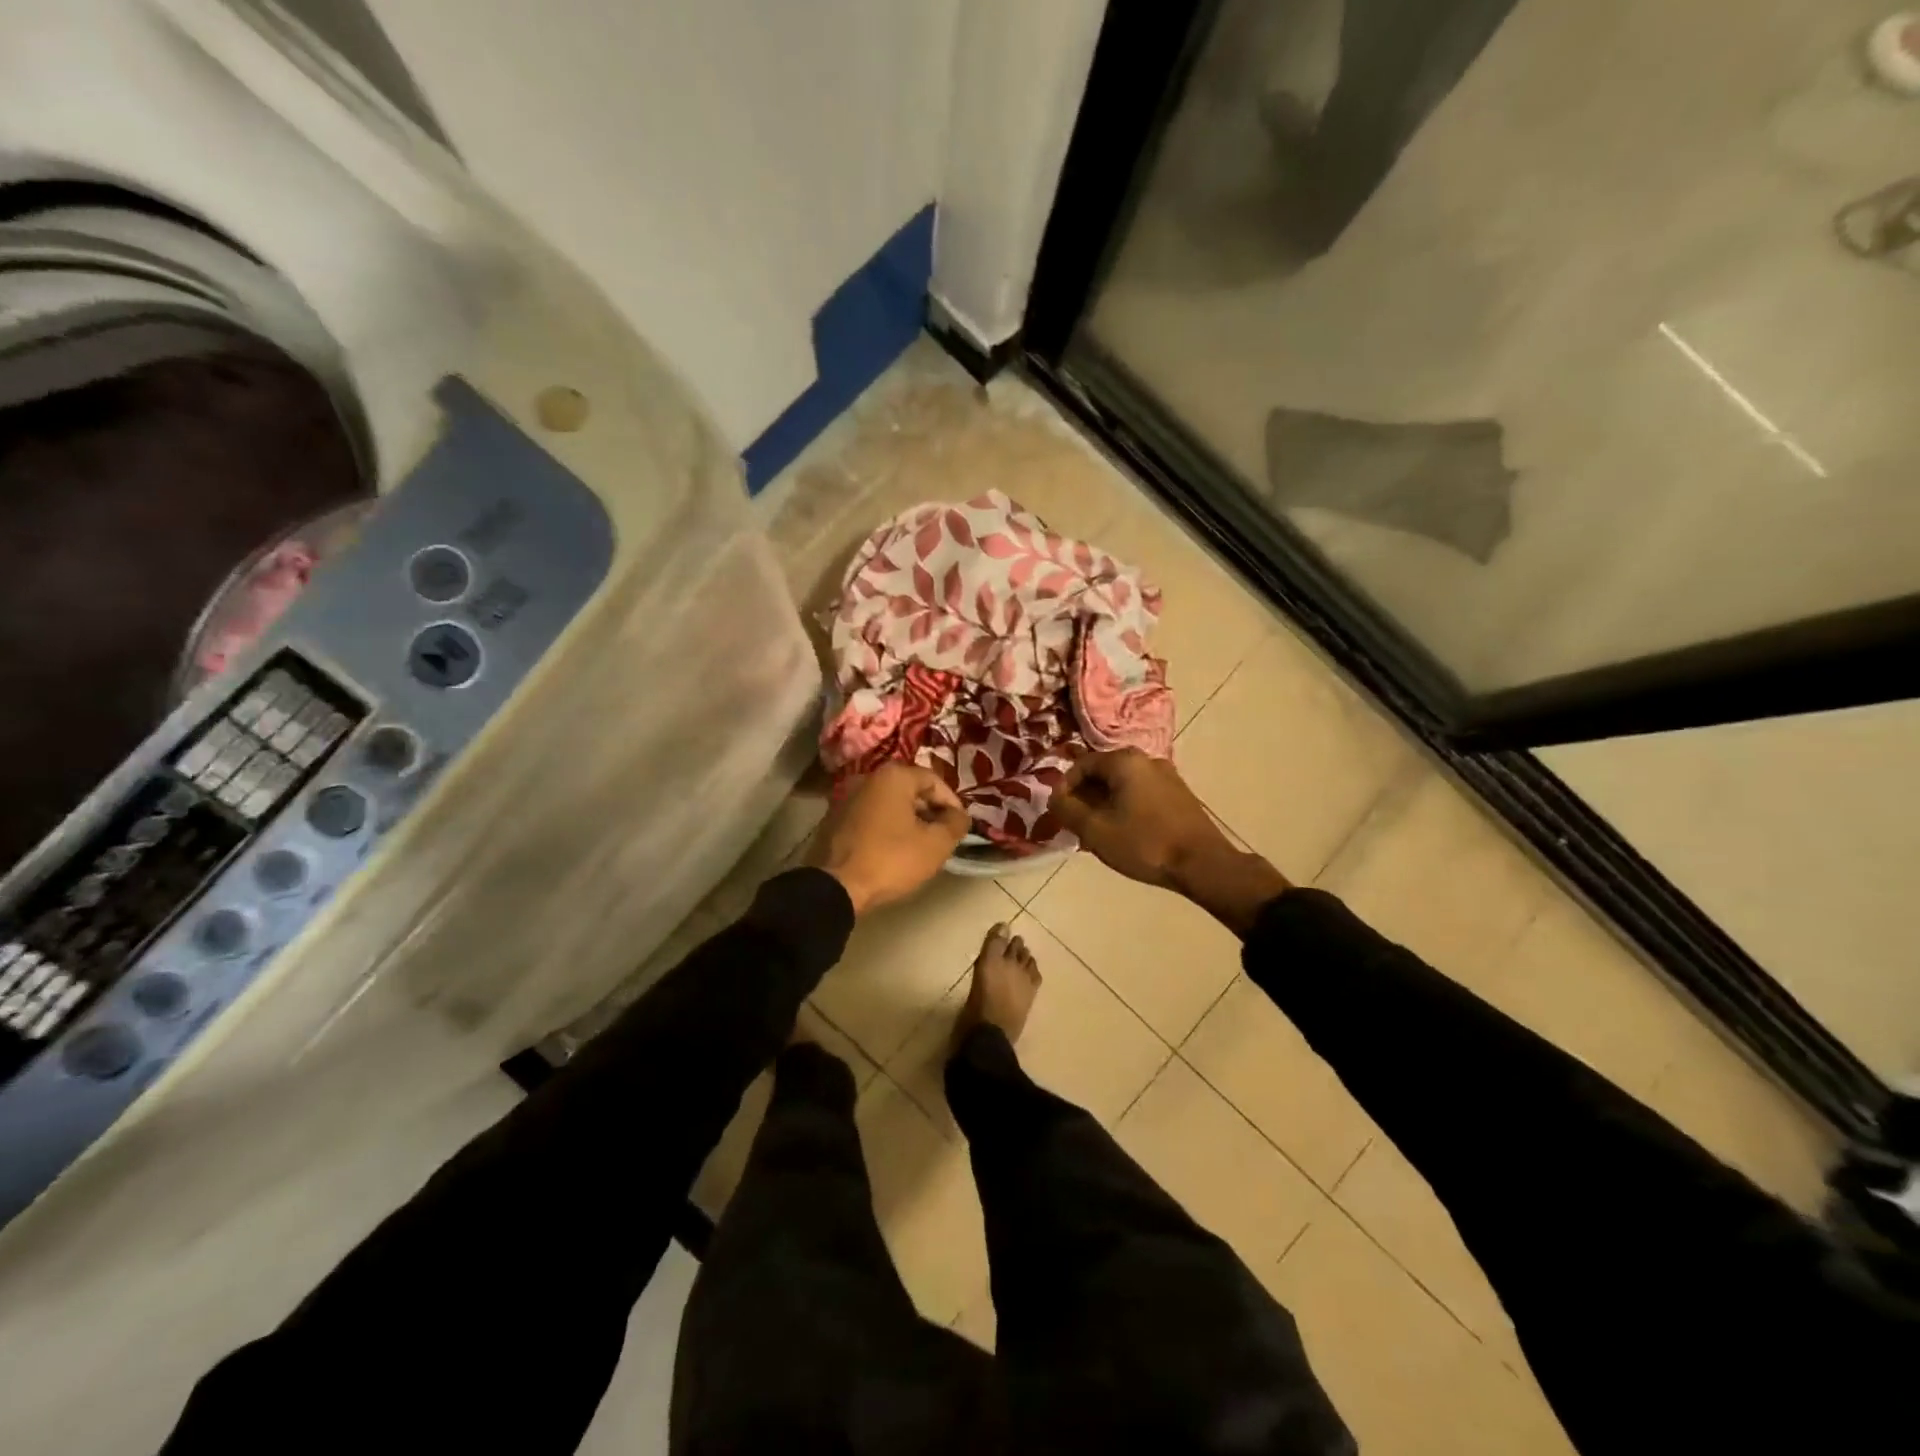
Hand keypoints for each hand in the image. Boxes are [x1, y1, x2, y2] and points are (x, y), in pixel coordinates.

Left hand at [807, 763, 967, 915]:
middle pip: (910, 790)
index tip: (960, 827)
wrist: (835, 887)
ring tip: (920, 847)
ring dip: (908, 821)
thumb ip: (956, 824)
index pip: (935, 780)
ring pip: (890, 804)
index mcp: (893, 776)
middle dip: (930, 812)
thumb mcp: (936, 845)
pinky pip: (870, 817)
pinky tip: (892, 852)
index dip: (953, 803)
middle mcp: (867, 778)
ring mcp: (846, 798)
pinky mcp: (834, 819)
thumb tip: (960, 815)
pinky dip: (886, 828)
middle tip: (942, 837)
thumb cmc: (891, 860)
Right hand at [1052, 749, 1290, 935]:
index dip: (1064, 788)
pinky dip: (1125, 808)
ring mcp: (1167, 776)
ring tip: (1098, 833)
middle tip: (1077, 825)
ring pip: (1122, 785)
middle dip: (1085, 798)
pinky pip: (1141, 794)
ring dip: (1104, 805)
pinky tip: (1124, 834)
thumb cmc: (1144, 843)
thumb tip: (1054, 797)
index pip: (1081, 764)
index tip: (1059, 813)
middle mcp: (1146, 760)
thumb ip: (1067, 810)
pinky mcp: (1179, 795)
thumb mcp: (1095, 830)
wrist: (1202, 864)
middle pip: (1103, 773)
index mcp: (1124, 761)